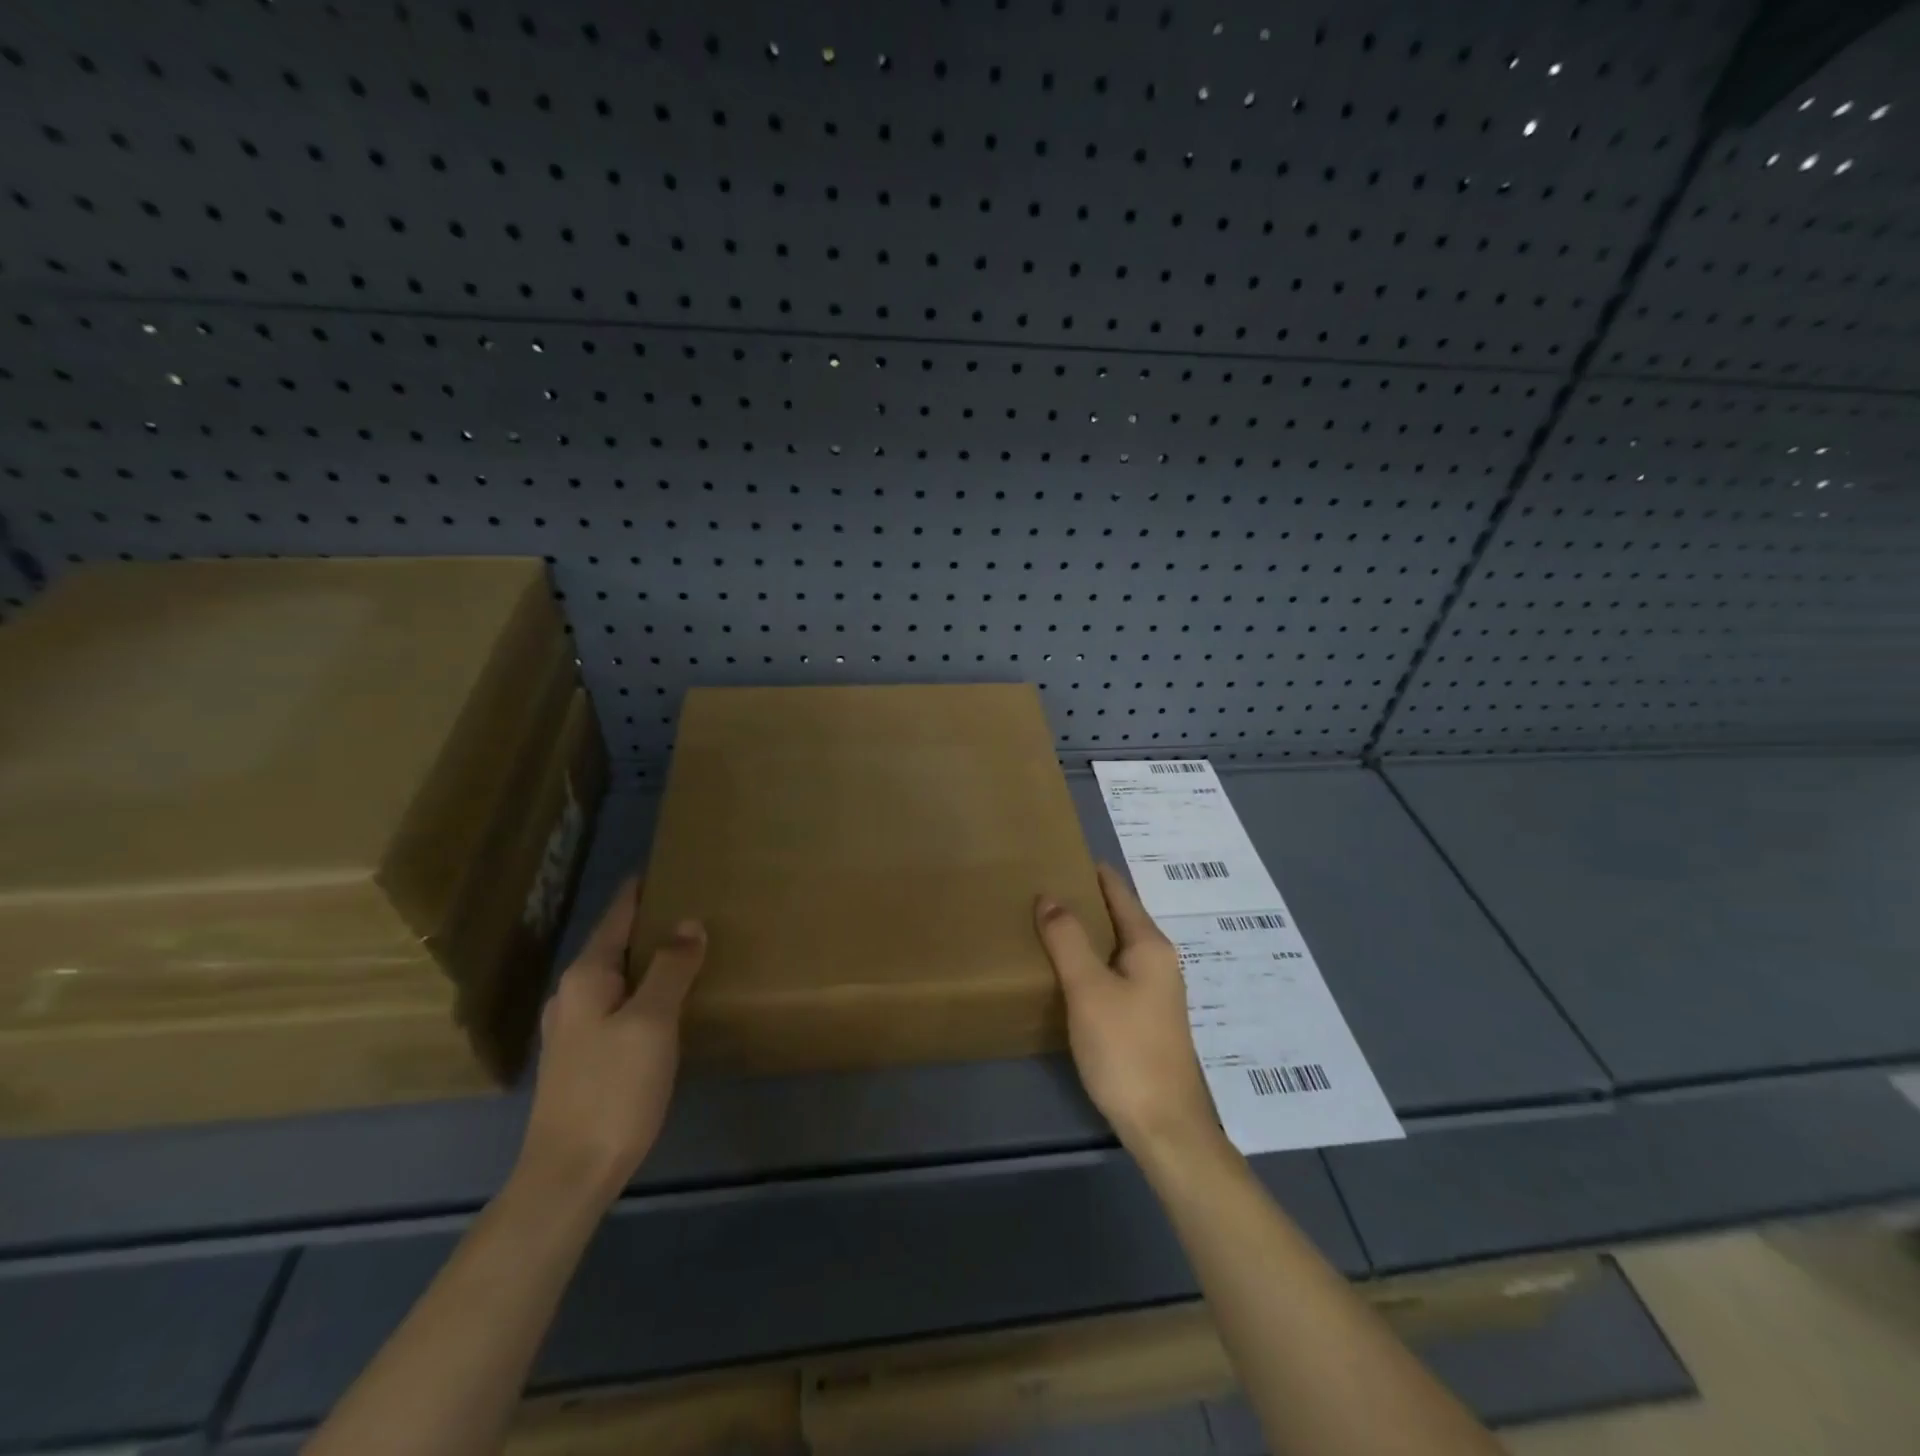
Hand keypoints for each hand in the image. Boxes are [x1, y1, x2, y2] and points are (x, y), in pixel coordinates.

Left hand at [517, 877, 706, 1203]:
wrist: (569, 1174)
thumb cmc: (613, 1089)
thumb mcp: (651, 1022)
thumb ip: (671, 968)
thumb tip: (689, 923)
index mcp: (585, 977)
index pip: (615, 917)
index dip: (640, 892)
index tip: (668, 868)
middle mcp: (572, 995)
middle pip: (614, 944)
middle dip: (649, 923)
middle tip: (693, 905)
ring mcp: (573, 1028)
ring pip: (617, 976)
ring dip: (648, 958)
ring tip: (687, 947)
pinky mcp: (583, 1057)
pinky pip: (618, 1003)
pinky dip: (644, 988)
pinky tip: (668, 1000)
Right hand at [1034, 864, 1219, 1159]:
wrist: (1164, 1126)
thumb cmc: (1126, 1049)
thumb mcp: (1088, 989)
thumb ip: (1067, 939)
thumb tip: (1048, 896)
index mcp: (1150, 946)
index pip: (1119, 892)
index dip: (1093, 872)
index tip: (1062, 854)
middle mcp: (1159, 961)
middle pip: (1120, 917)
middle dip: (1086, 900)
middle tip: (1043, 888)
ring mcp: (1155, 991)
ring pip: (1116, 947)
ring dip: (1087, 932)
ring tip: (1048, 923)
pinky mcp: (1146, 1017)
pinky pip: (1115, 972)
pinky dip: (1091, 960)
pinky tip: (1067, 971)